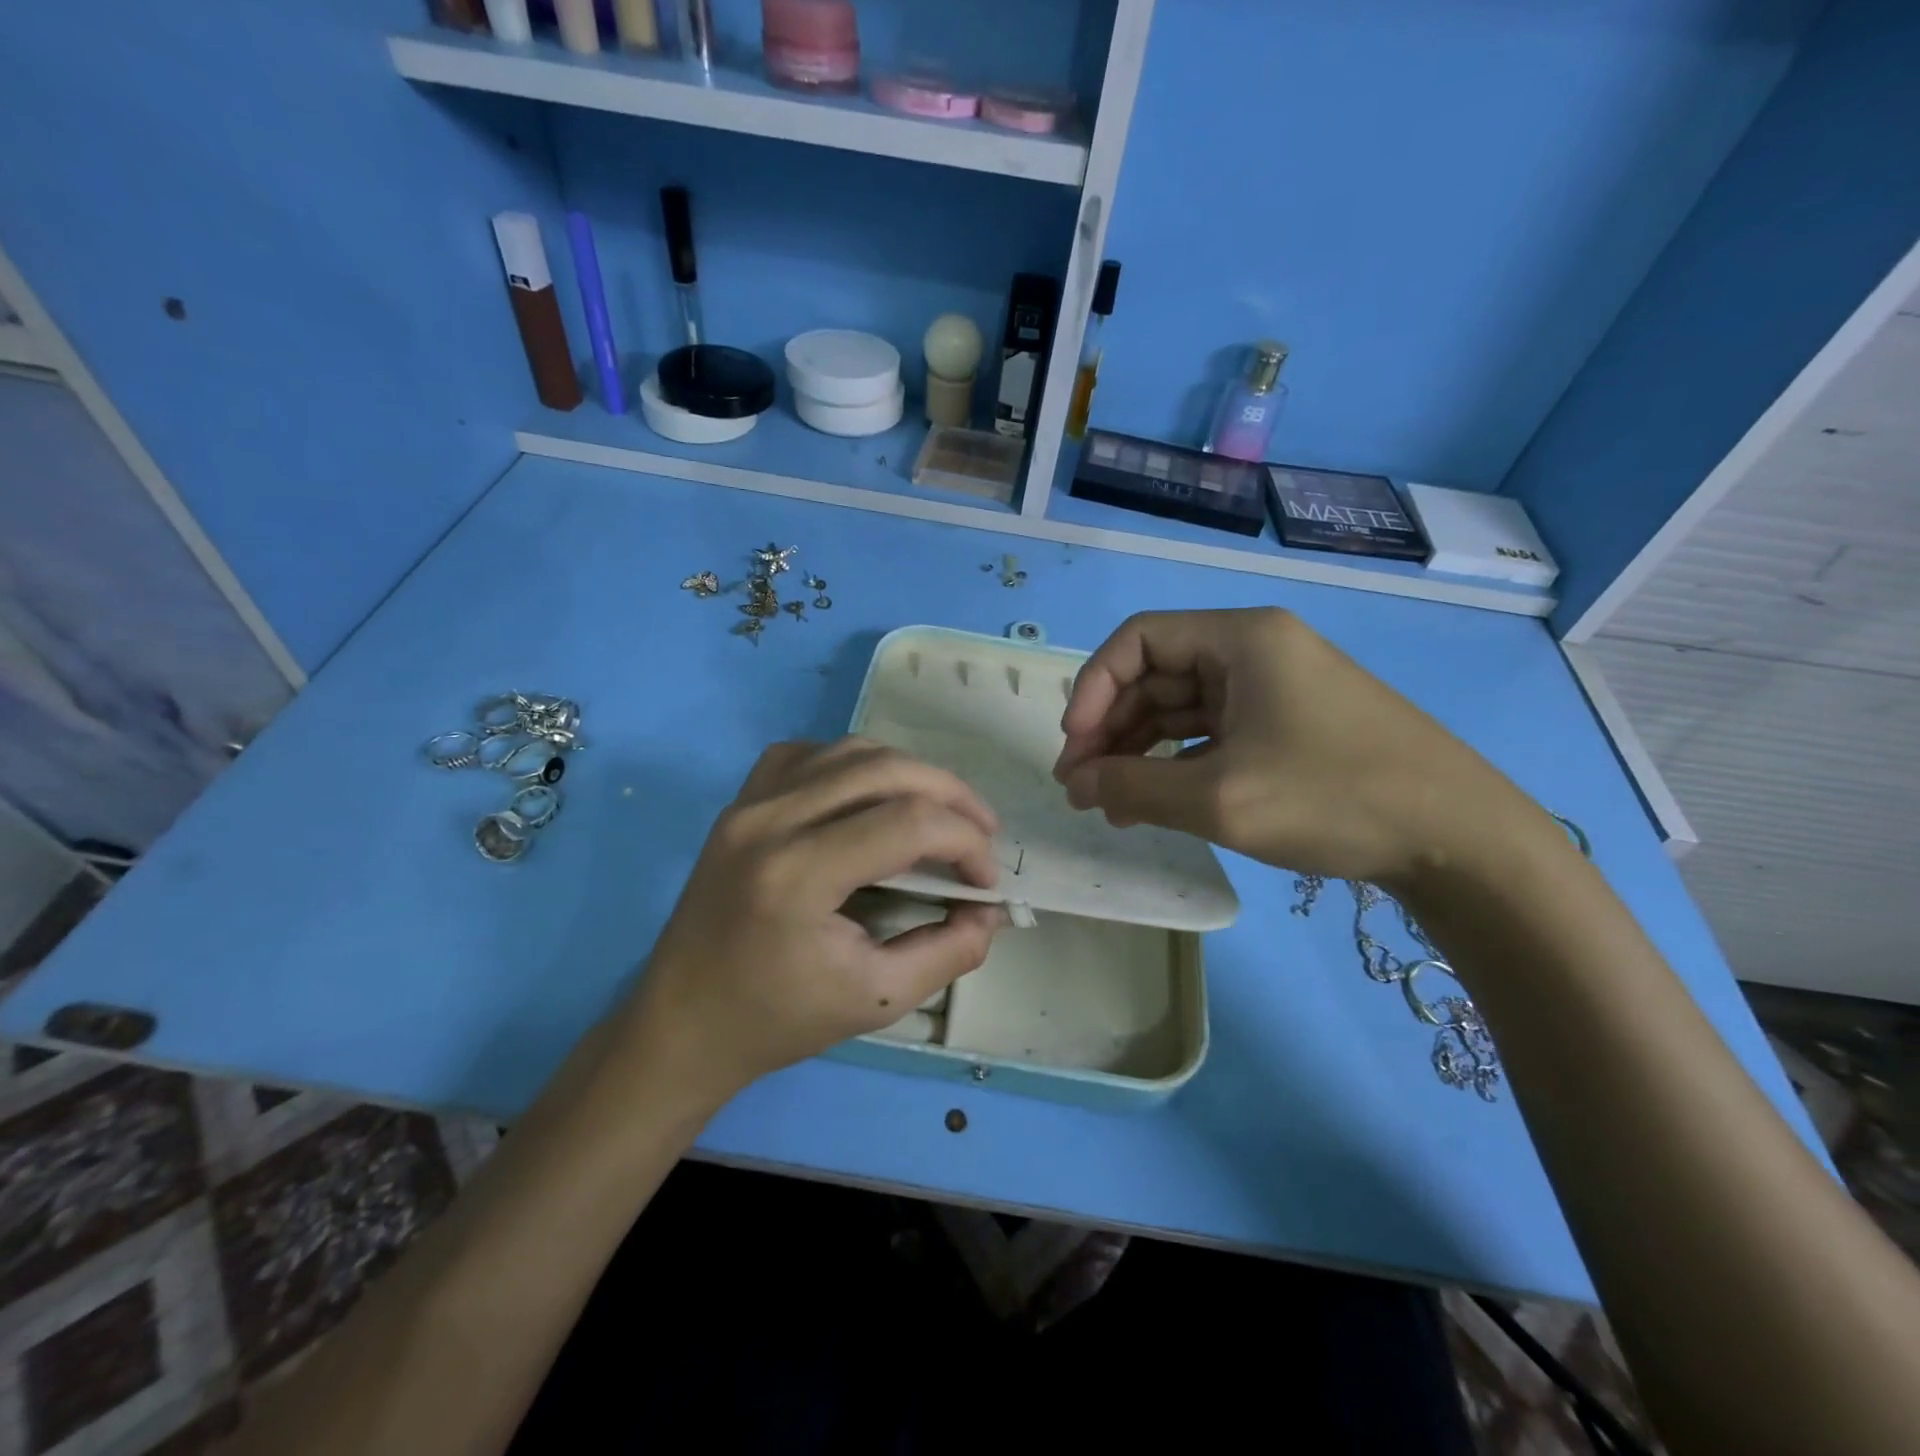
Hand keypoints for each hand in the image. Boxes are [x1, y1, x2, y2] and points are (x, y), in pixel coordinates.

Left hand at [623, 738, 1004, 1106]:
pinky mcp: (739, 802)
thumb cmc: (778, 1020)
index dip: (965, 843)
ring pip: (851, 751)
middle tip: (982, 833)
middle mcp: (770, 820)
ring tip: (940, 812)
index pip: (909, 823)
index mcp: (798, 874)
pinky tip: (871, 796)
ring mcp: (748, 803)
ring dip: (909, 773)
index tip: (985, 881)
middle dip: (952, 796)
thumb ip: (948, 952)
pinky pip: (808, 754)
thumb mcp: (877, 1000)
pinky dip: (855, 765)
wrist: (683, 1022)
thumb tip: (991, 909)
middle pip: (887, 769)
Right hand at [1052, 608, 1538, 885]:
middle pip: (1156, 675)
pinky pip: (1211, 733)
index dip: (1094, 689)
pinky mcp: (1287, 725)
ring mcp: (1274, 689)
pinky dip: (1176, 764)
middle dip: (1112, 729)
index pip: (1137, 640)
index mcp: (1241, 639)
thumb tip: (1076, 783)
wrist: (1459, 841)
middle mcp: (1255, 650)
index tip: (1075, 748)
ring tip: (1109, 804)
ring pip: (1181, 708)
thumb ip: (1133, 785)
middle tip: (1081, 787)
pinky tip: (1153, 802)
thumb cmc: (1334, 798)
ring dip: (1139, 752)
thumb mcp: (1219, 796)